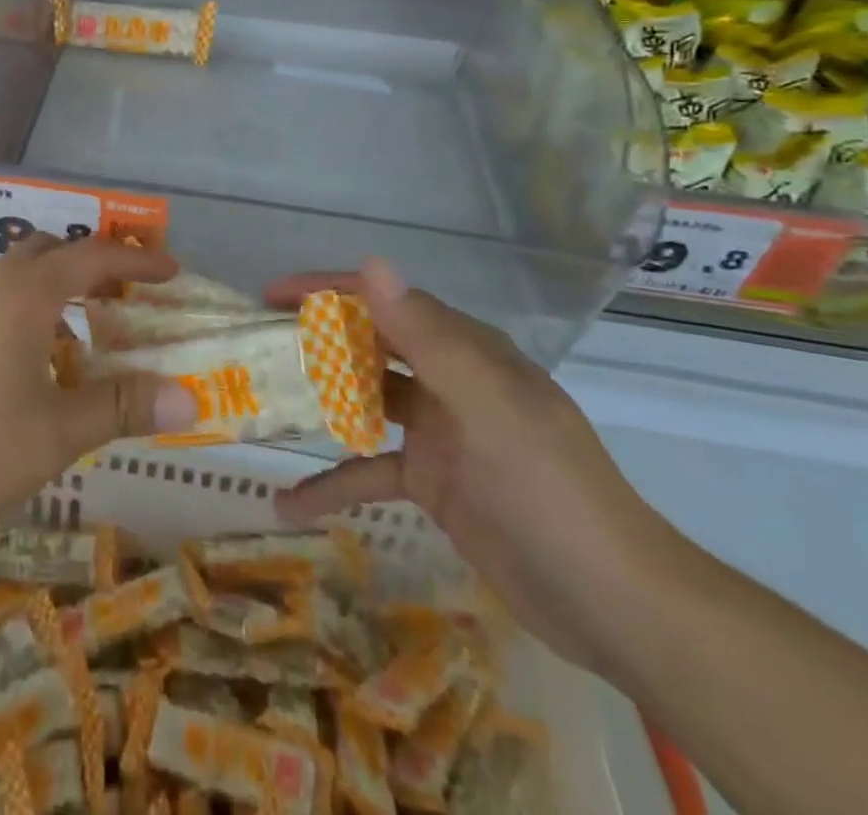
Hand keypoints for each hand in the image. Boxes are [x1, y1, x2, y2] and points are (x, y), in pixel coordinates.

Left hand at [0, 233, 199, 545]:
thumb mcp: (55, 433)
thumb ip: (120, 407)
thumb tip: (190, 397)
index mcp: (27, 293)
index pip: (95, 256)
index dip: (138, 262)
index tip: (173, 273)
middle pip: (55, 251)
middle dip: (97, 266)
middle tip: (131, 299)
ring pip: (24, 274)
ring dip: (63, 288)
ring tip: (93, 331)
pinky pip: (3, 299)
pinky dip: (36, 310)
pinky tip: (40, 361)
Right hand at [268, 259, 694, 674]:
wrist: (614, 604)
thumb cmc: (549, 490)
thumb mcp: (486, 407)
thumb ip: (426, 336)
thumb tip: (372, 262)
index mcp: (463, 350)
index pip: (384, 301)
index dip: (326, 290)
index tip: (271, 295)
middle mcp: (446, 380)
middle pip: (368, 345)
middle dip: (313, 339)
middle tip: (254, 346)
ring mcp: (438, 432)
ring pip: (362, 402)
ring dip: (317, 403)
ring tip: (260, 404)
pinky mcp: (432, 482)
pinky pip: (368, 470)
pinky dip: (331, 482)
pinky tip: (288, 502)